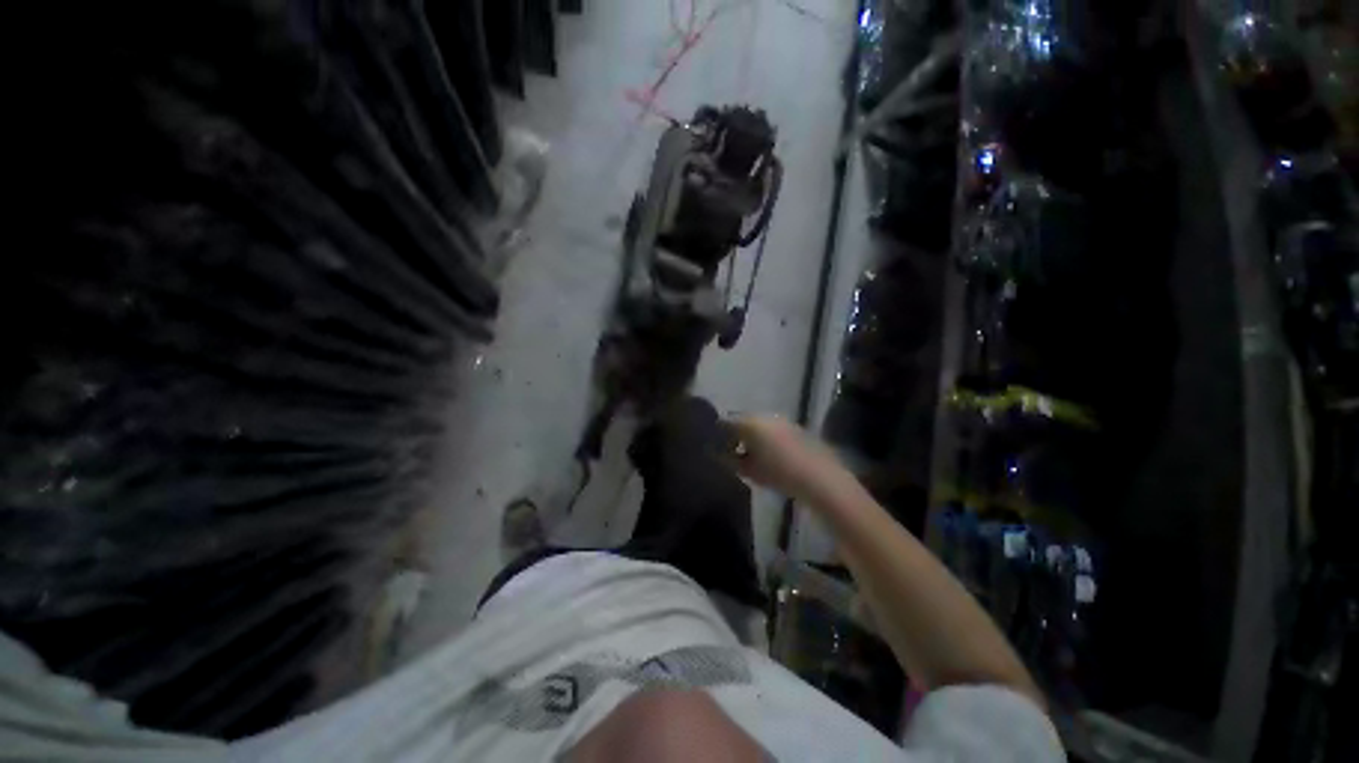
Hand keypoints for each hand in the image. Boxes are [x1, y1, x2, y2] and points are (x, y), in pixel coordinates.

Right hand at [726, 415, 853, 501]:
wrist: (819, 477)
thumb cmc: (778, 473)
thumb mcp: (748, 470)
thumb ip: (730, 460)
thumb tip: (718, 455)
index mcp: (750, 422)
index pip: (725, 422)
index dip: (717, 434)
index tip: (714, 447)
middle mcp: (764, 416)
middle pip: (742, 421)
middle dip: (734, 434)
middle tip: (729, 452)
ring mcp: (782, 420)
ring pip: (758, 424)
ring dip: (751, 436)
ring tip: (749, 455)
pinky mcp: (795, 428)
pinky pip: (772, 429)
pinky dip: (765, 438)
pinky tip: (768, 454)